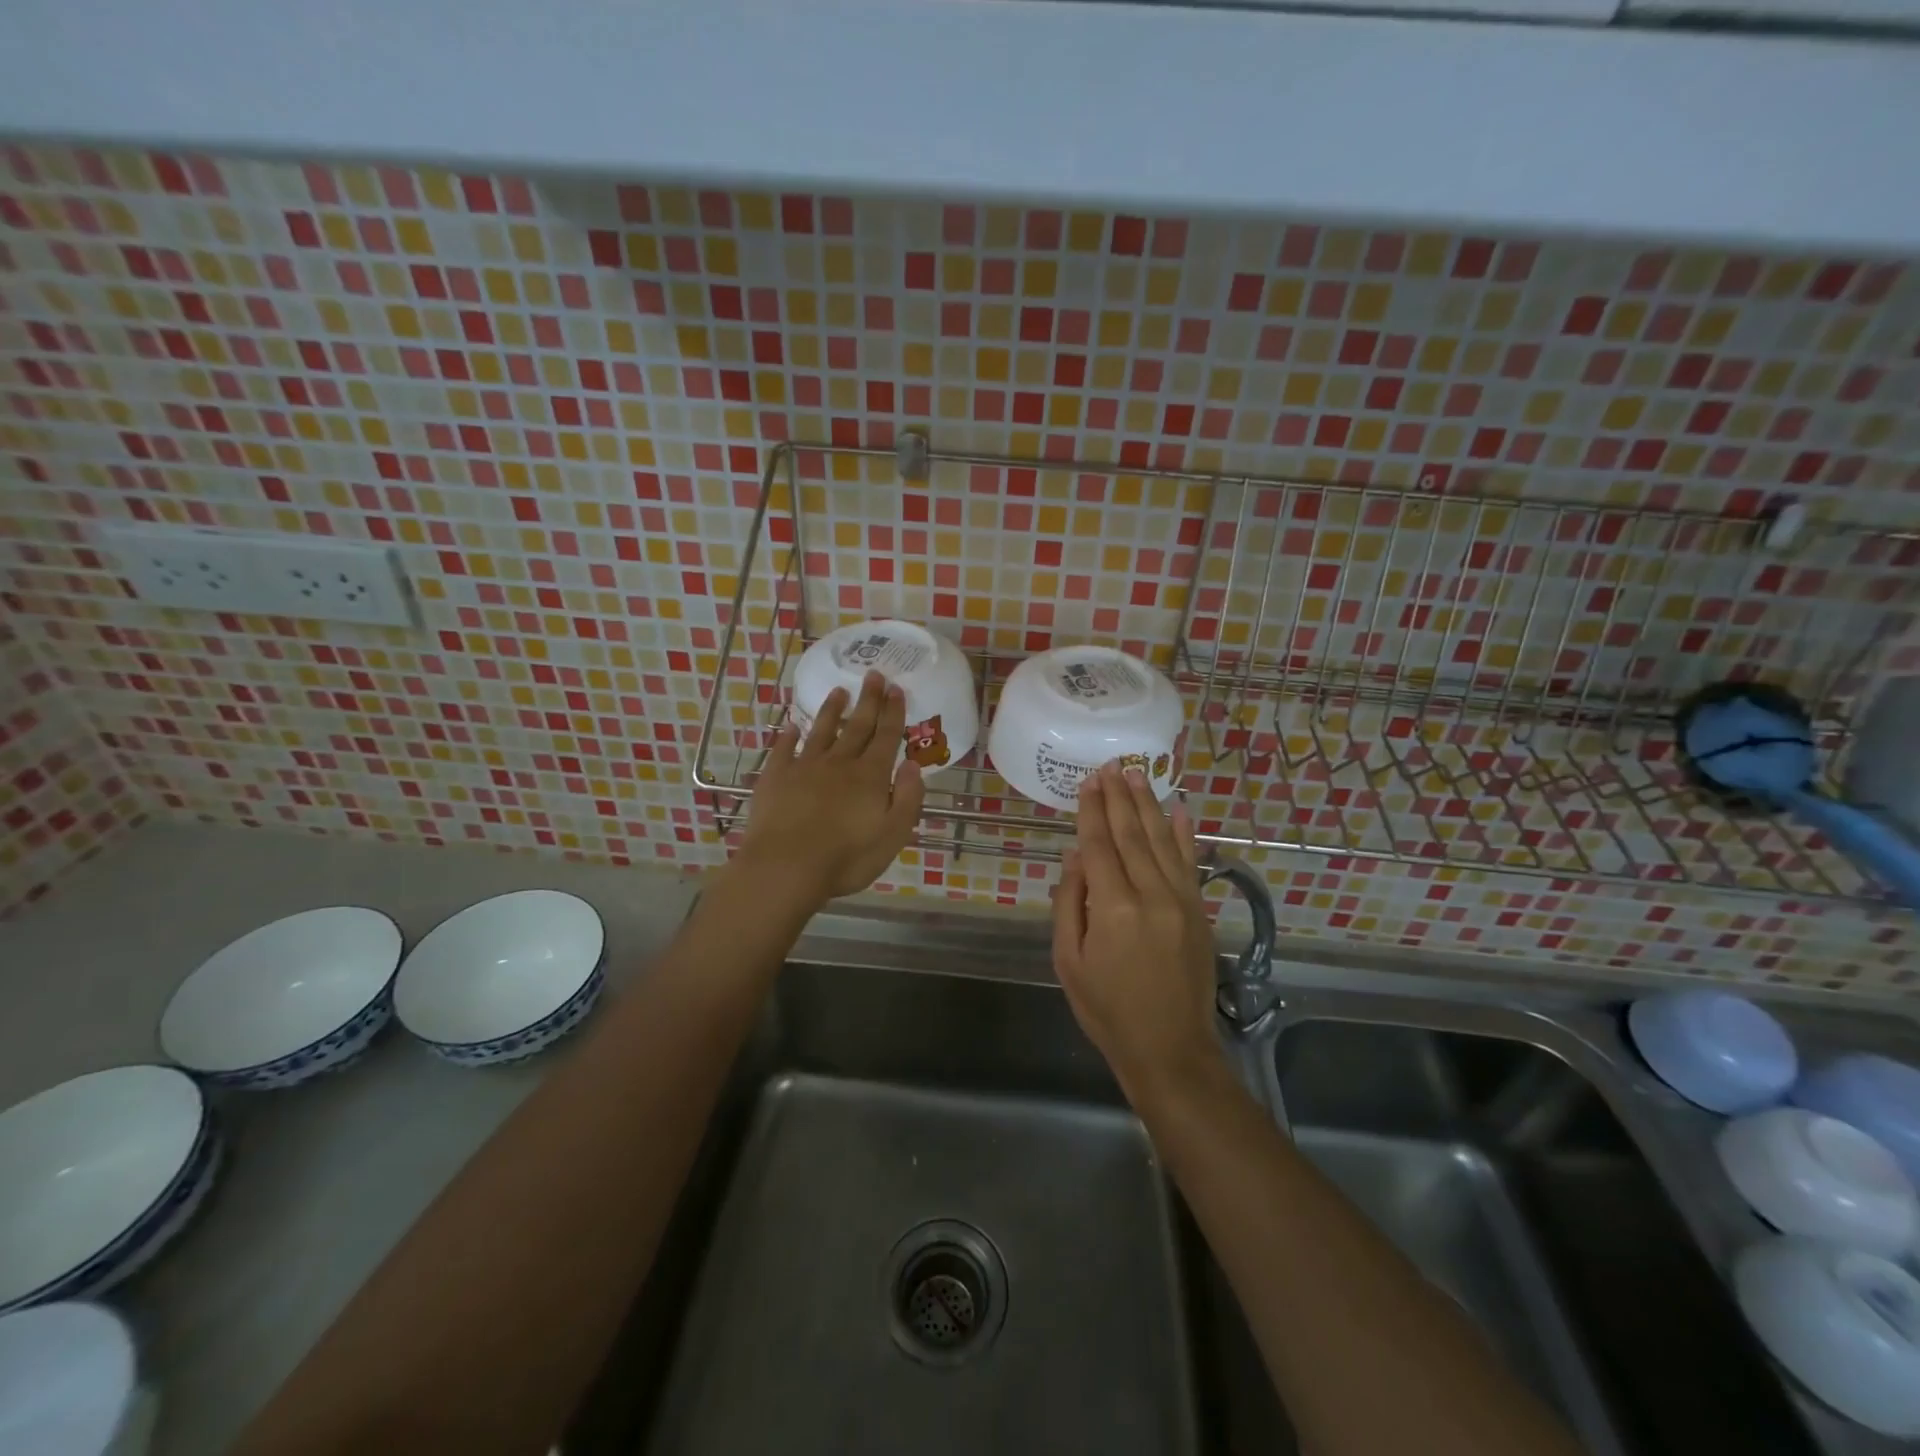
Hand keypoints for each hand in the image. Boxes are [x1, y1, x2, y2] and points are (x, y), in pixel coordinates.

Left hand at [733, 671, 924, 908]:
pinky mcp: (775, 777)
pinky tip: (790, 726)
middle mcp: (839, 763)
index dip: (893, 712)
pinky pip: (784, 749)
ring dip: (832, 710)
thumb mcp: (893, 835)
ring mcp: (804, 767)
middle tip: (874, 675)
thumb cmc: (846, 858)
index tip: (896, 688)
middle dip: (868, 700)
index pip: (886, 736)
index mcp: (870, 776)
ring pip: (821, 731)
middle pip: (857, 725)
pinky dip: (788, 735)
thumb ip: (907, 798)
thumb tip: (912, 764)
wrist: (785, 867)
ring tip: (839, 691)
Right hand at [1052, 762, 1224, 1106]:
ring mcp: (1181, 901)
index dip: (1092, 811)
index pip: (1099, 845)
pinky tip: (1179, 810)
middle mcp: (1151, 895)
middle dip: (1119, 797)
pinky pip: (1190, 863)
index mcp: (1113, 908)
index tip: (1088, 781)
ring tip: (1137, 775)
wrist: (1170, 1048)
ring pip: (1162, 841)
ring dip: (1147, 805)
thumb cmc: (1107, 1010)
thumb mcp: (1069, 961)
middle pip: (1131, 834)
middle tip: (1111, 766)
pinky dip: (1184, 834)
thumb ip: (1070, 904)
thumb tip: (1075, 856)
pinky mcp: (1199, 911)